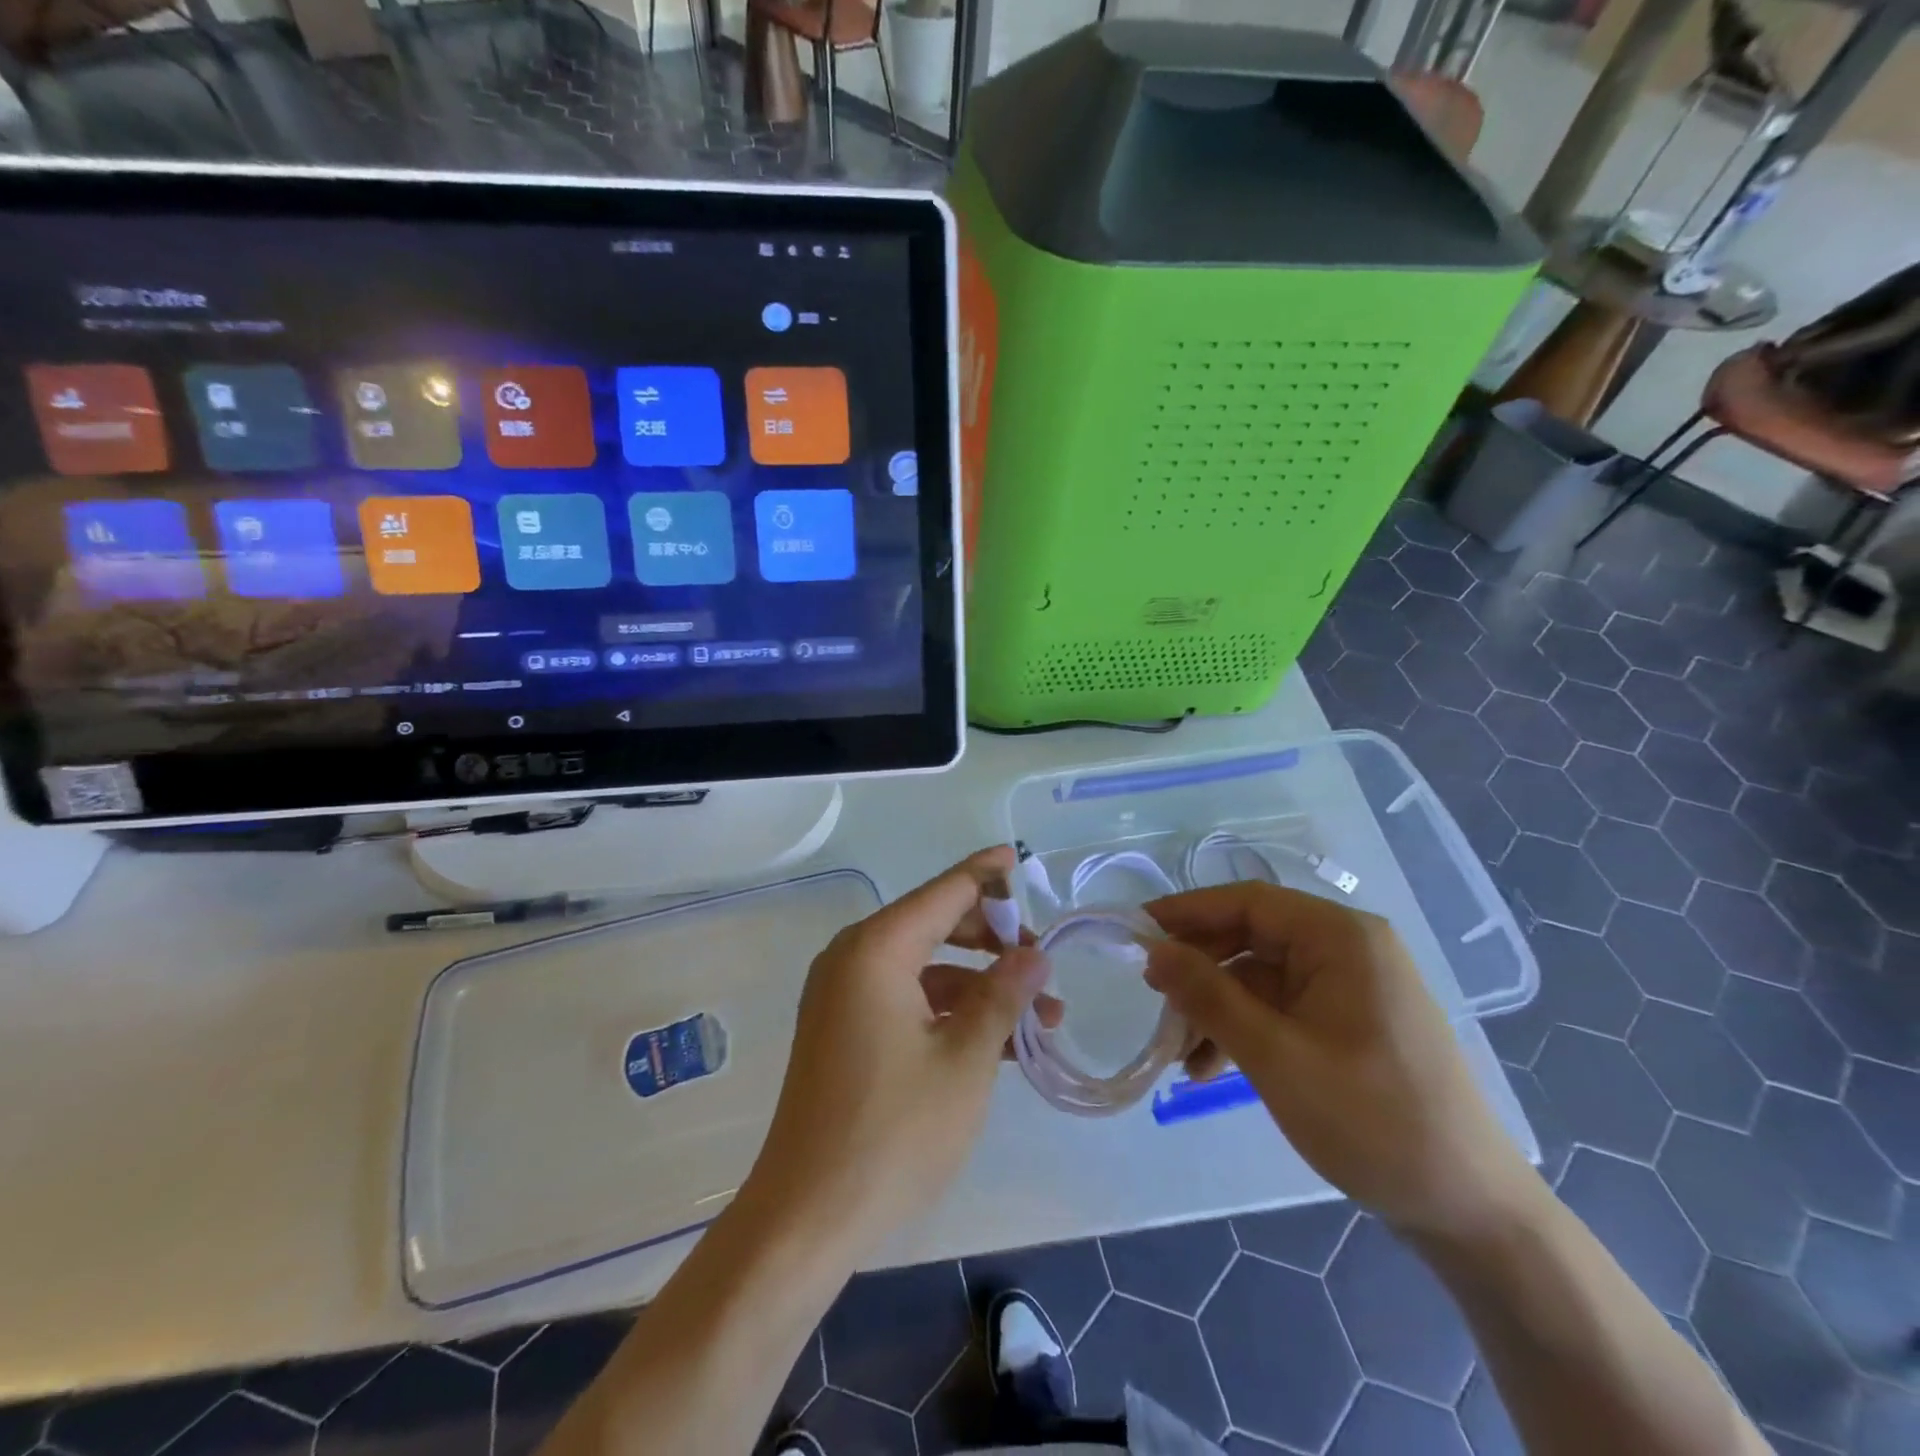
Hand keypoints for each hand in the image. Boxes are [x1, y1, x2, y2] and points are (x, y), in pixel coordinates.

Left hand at [741, 846, 1056, 1254]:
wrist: (807, 1214)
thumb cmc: (894, 1130)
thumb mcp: (966, 1060)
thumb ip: (1003, 996)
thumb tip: (1034, 956)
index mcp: (877, 949)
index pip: (944, 892)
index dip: (985, 875)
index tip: (1018, 857)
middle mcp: (853, 958)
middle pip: (934, 925)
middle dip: (992, 940)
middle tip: (1043, 965)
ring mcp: (843, 996)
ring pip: (924, 968)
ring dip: (978, 986)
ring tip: (1039, 1018)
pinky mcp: (842, 1029)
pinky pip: (905, 999)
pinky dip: (948, 1011)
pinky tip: (996, 1041)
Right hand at [1144, 884, 1537, 1239]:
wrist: (1469, 1210)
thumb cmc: (1373, 1121)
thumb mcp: (1276, 1057)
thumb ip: (1209, 996)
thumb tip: (1153, 950)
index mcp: (1340, 937)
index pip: (1247, 901)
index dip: (1186, 912)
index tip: (1134, 933)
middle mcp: (1347, 948)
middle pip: (1251, 937)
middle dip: (1199, 970)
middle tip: (1153, 1001)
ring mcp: (1350, 985)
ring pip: (1259, 977)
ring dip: (1216, 1009)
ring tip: (1178, 1055)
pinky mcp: (1349, 1020)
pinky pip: (1280, 1008)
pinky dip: (1243, 1030)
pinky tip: (1210, 1069)